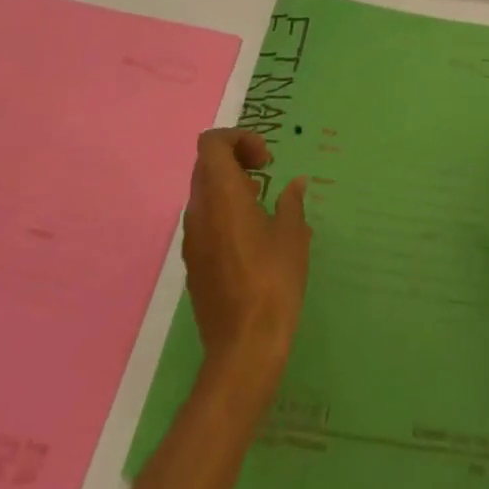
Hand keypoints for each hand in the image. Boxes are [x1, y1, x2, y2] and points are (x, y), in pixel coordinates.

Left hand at [182, 128, 311, 388]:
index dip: (237, 138)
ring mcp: (193, 240)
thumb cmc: (273, 283)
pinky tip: (252, 234)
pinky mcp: (194, 264)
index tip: (265, 158)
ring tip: (262, 201)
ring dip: (230, 185)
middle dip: (235, 157)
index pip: (211, 144)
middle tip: (266, 171)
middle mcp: (200, 211)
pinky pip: (205, 220)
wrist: (243, 351)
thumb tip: (295, 184)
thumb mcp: (293, 236)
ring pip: (204, 192)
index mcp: (221, 195)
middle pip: (206, 164)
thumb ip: (291, 202)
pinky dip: (224, 211)